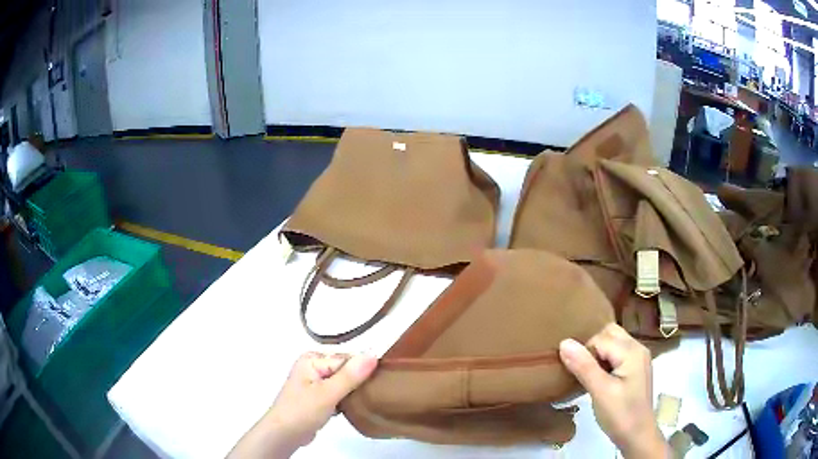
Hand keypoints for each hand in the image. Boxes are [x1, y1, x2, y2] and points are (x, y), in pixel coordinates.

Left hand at [228, 352, 377, 458]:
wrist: (284, 435)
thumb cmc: (302, 411)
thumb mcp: (328, 394)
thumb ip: (350, 375)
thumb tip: (373, 354)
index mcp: (312, 359)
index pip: (347, 360)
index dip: (361, 372)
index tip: (375, 385)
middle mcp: (313, 366)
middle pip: (346, 370)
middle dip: (357, 383)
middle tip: (367, 396)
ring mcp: (314, 382)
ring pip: (344, 383)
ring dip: (351, 393)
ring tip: (359, 403)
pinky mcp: (317, 397)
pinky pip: (339, 393)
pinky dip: (345, 401)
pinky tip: (348, 409)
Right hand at [559, 324, 670, 458]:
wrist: (637, 436)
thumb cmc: (620, 415)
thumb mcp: (600, 392)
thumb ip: (584, 367)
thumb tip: (564, 342)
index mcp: (632, 351)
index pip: (600, 339)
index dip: (585, 354)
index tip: (580, 376)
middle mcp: (637, 348)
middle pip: (609, 334)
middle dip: (592, 348)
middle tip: (583, 373)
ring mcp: (638, 358)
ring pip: (612, 342)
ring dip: (598, 354)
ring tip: (590, 376)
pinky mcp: (635, 369)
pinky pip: (617, 354)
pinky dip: (605, 361)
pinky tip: (600, 379)